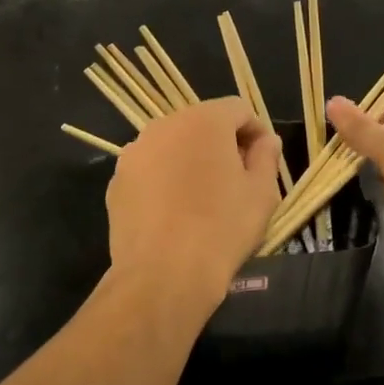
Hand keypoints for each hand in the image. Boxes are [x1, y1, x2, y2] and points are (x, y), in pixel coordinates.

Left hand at [106, 98, 282, 303]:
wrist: (163, 274)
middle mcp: (164, 126)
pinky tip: (174, 214)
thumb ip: (266, 156)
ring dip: (190, 161)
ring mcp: (135, 153)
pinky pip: (150, 170)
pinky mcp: (117, 181)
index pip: (237, 109)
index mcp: (204, 121)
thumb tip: (265, 140)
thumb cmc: (222, 228)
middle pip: (201, 124)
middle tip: (236, 180)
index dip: (255, 132)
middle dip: (221, 144)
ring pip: (172, 146)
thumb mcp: (262, 193)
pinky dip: (164, 181)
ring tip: (203, 198)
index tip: (263, 161)